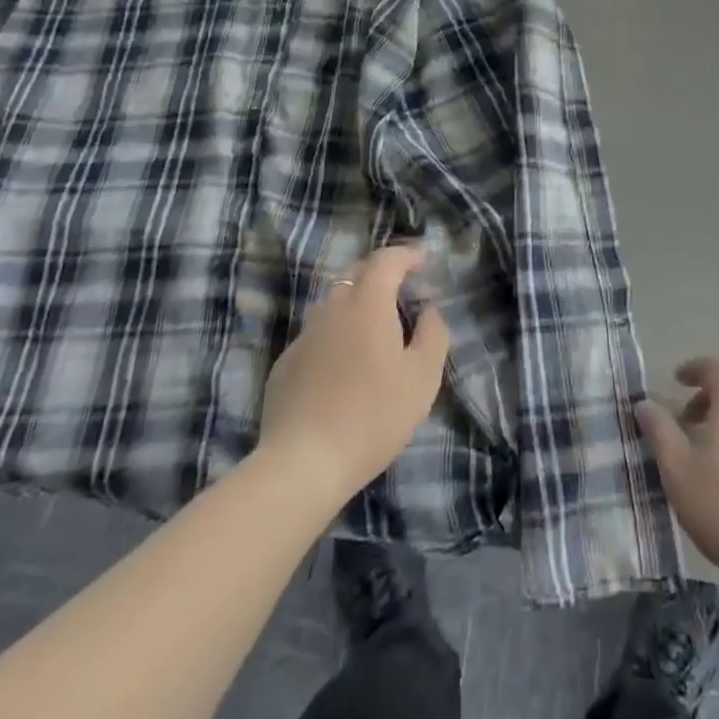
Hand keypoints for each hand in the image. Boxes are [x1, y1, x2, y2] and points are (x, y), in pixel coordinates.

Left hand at [256, 244, 450, 507]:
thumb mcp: (423, 377)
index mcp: (367, 303)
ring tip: (373, 329)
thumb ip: (433, 334)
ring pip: (332, 304)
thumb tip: (429, 310)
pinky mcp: (285, 365)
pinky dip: (334, 336)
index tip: (422, 263)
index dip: (406, 255)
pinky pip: (315, 335)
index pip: (386, 259)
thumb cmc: (373, 415)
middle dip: (379, 274)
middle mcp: (332, 308)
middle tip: (400, 292)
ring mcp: (304, 336)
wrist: (303, 463)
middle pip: (355, 273)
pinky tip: (343, 367)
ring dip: (355, 304)